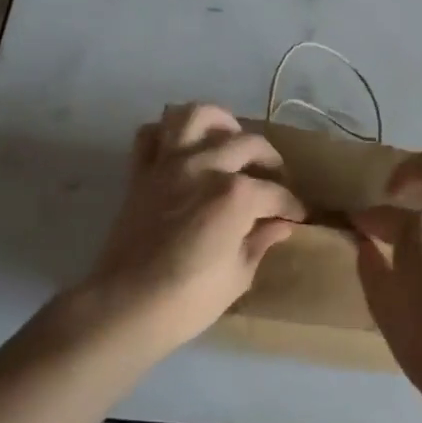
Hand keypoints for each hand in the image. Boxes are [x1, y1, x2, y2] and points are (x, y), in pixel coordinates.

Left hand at [81, 103, 305, 353]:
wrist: (124, 307)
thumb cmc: (188, 300)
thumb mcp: (239, 276)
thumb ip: (261, 242)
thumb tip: (280, 226)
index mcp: (236, 195)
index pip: (276, 193)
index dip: (292, 206)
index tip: (297, 217)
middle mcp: (206, 166)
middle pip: (247, 144)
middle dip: (269, 160)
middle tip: (275, 178)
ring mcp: (169, 164)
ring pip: (195, 115)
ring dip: (218, 121)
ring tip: (229, 138)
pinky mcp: (141, 172)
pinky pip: (150, 135)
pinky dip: (166, 134)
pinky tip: (181, 148)